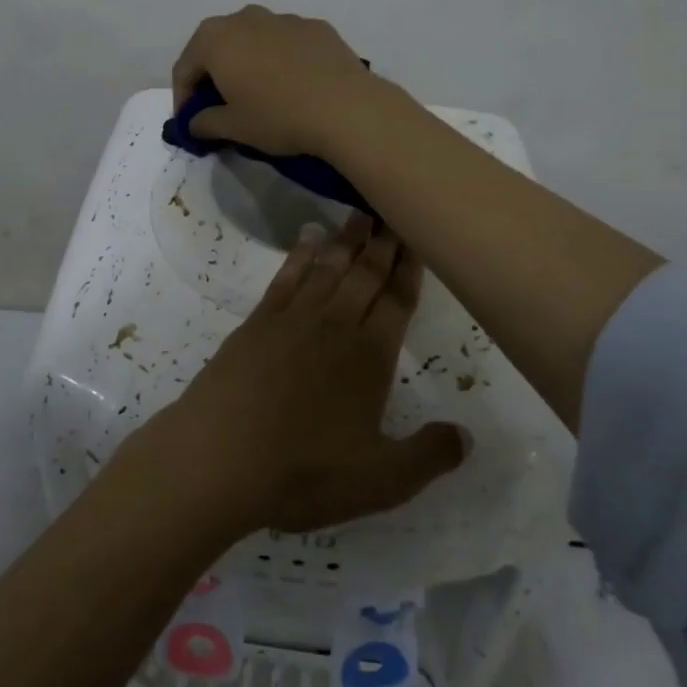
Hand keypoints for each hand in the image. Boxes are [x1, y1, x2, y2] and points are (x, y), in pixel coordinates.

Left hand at [119, 214, 467, 537]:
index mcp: (370, 357)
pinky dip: (300, 253)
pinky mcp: (258, 322)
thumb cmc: (304, 472)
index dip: (410, 269)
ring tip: (360, 212)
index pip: (398, 301)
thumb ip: (429, 455)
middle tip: (393, 205)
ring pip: (328, 268)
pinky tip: (308, 237)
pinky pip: (286, 277)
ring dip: (346, 240)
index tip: (418, 236)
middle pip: (366, 274)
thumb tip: (467, 435)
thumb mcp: (380, 481)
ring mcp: (292, 319)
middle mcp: (335, 326)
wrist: (219, 456)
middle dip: (383, 242)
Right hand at [171, 6, 380, 157]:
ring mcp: (284, 18)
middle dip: (213, 75)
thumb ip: (205, 122)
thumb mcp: (233, 128)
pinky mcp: (316, 27)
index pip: (184, 68)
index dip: (182, 98)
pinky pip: (286, 43)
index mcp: (215, 39)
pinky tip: (294, 86)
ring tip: (260, 94)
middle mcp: (245, 18)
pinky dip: (280, 60)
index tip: (191, 123)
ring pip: (253, 40)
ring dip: (247, 63)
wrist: (346, 108)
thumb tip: (196, 122)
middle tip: (221, 106)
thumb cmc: (277, 117)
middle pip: (217, 46)